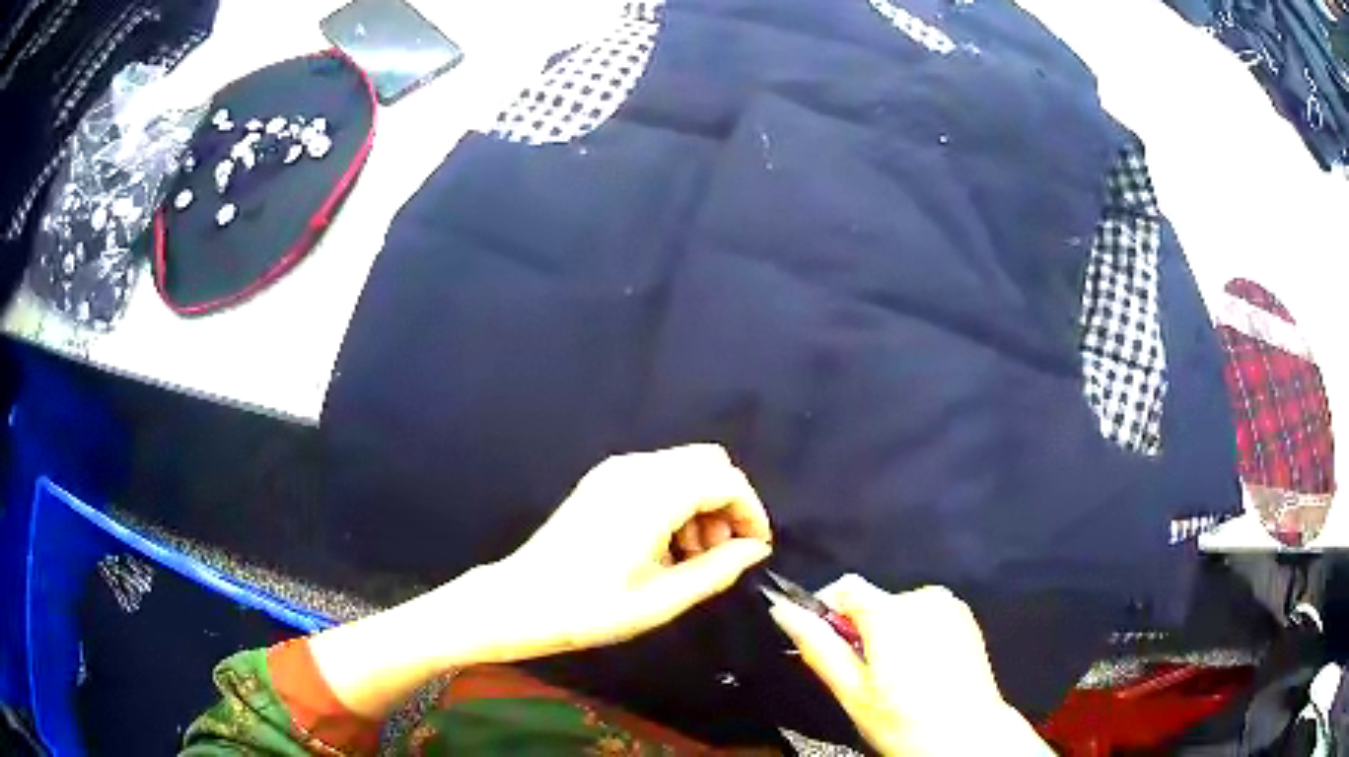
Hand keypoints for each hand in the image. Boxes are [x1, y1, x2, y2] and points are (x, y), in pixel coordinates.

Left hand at [308, 444, 772, 719]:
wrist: (520, 601)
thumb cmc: (590, 609)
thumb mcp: (661, 600)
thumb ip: (716, 570)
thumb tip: (754, 549)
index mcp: (652, 495)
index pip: (726, 480)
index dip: (751, 512)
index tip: (754, 550)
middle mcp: (636, 468)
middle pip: (709, 463)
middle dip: (727, 504)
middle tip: (718, 554)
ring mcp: (615, 471)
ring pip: (685, 467)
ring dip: (703, 504)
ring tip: (691, 557)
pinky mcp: (602, 480)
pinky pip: (658, 475)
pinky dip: (677, 501)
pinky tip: (664, 544)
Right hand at [769, 576, 1050, 755]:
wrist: (967, 735)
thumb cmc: (903, 720)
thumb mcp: (852, 691)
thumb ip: (819, 647)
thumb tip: (783, 611)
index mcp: (891, 613)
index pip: (844, 587)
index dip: (826, 611)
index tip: (825, 644)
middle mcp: (923, 597)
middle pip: (874, 600)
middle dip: (859, 629)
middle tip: (861, 674)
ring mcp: (949, 605)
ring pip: (899, 608)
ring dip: (888, 632)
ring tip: (894, 675)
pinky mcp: (965, 617)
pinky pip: (925, 614)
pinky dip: (914, 633)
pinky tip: (920, 669)